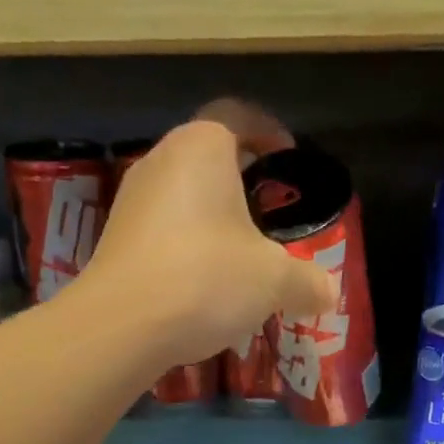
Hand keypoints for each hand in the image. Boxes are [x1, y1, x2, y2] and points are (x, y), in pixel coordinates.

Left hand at [69, 101, 336, 367]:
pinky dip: (186, 248)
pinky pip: (162, 232)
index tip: (288, 158)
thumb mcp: (273, 282)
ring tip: (239, 257)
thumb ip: (307, 282)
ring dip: (212, 220)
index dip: (269, 132)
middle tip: (269, 214)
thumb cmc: (205, 280)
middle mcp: (161, 160)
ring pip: (183, 197)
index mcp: (203, 146)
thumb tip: (329, 293)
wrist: (121, 326)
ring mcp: (131, 201)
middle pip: (209, 158)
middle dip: (241, 182)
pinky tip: (202, 286)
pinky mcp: (115, 240)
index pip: (240, 116)